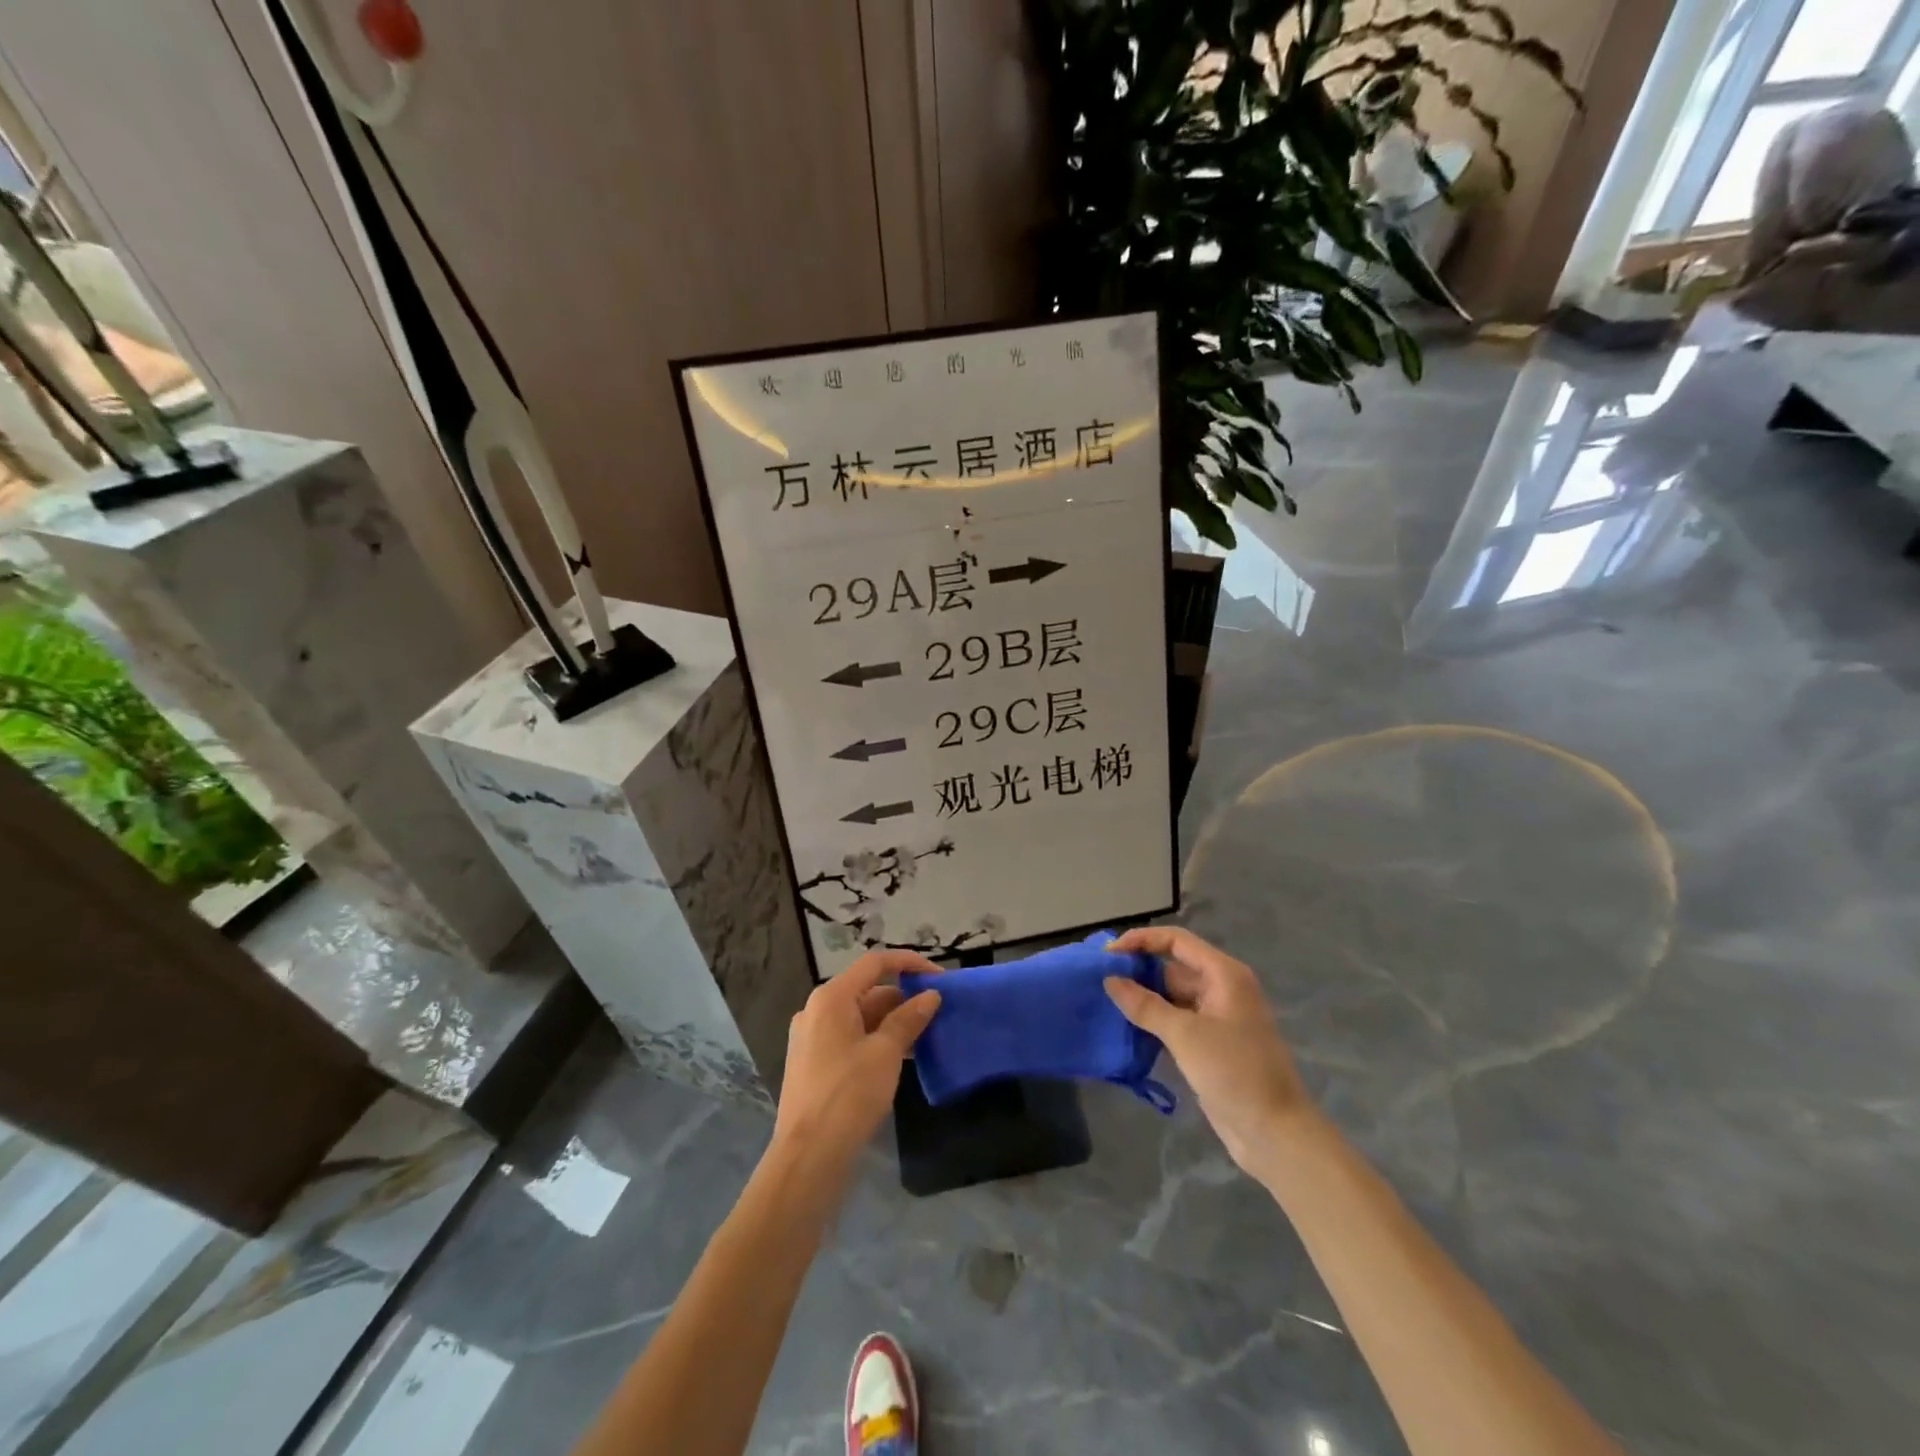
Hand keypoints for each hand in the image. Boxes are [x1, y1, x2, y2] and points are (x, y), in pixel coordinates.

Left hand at [773, 950, 941, 1164]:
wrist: (808, 1157)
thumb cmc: (848, 1095)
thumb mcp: (886, 1053)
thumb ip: (908, 1019)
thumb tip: (930, 996)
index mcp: (831, 998)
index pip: (875, 964)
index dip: (909, 963)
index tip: (940, 977)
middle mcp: (817, 1011)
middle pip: (867, 991)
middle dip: (903, 998)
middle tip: (937, 1013)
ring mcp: (812, 1038)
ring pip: (860, 1017)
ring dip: (892, 1022)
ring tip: (925, 1036)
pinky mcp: (814, 1064)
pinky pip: (850, 1039)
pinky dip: (876, 1040)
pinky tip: (901, 1058)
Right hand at [1105, 926, 1315, 1173]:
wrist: (1275, 1134)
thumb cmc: (1235, 1072)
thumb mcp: (1185, 1035)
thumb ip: (1145, 1005)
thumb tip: (1110, 980)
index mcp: (1223, 975)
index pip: (1176, 941)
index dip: (1141, 941)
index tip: (1108, 955)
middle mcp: (1221, 989)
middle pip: (1172, 966)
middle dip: (1138, 970)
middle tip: (1099, 980)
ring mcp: (1216, 1018)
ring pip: (1171, 996)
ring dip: (1142, 998)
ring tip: (1105, 1002)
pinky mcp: (1210, 1044)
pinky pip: (1175, 1021)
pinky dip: (1152, 1022)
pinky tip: (1125, 1028)